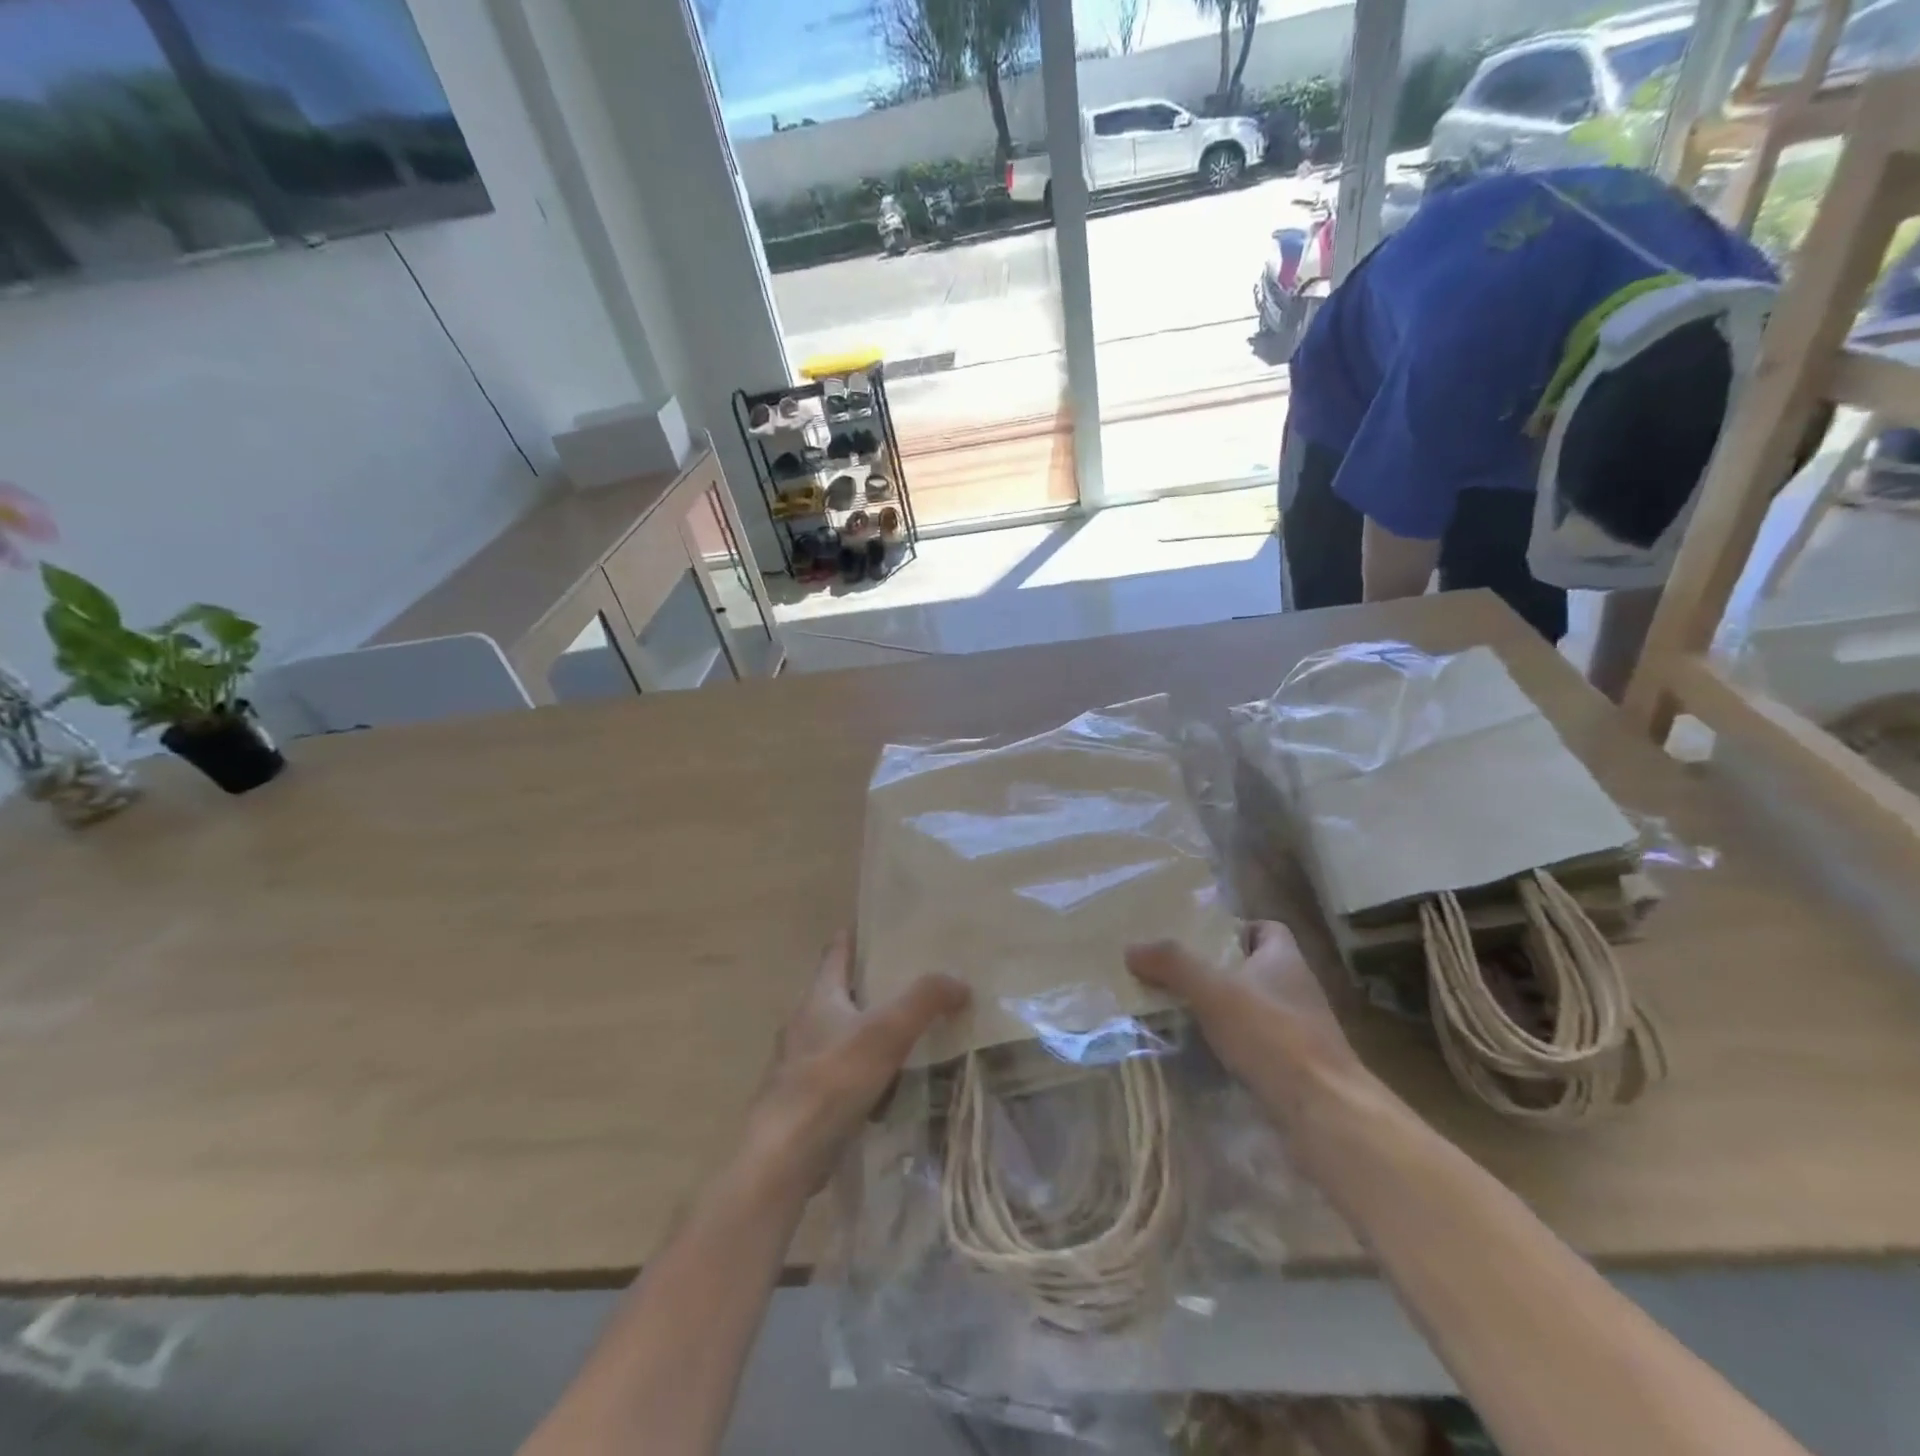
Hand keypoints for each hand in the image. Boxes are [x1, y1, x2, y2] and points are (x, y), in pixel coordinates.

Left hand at [744, 931, 967, 1196]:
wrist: (785, 1155)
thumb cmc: (832, 1080)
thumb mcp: (886, 1031)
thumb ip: (924, 1000)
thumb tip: (959, 980)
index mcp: (819, 997)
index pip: (836, 952)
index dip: (855, 937)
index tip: (879, 926)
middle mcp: (804, 1023)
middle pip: (838, 992)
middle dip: (869, 983)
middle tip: (910, 978)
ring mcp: (800, 1063)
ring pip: (839, 1033)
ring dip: (866, 1029)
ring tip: (906, 1029)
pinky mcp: (805, 1100)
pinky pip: (840, 1073)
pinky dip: (862, 1069)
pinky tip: (888, 1082)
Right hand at [1126, 921, 1365, 1125]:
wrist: (1326, 1113)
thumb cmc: (1273, 1036)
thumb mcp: (1214, 991)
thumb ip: (1173, 964)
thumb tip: (1132, 949)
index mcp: (1285, 960)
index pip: (1266, 929)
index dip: (1236, 928)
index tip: (1200, 940)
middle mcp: (1296, 990)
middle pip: (1255, 968)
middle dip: (1218, 970)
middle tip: (1175, 974)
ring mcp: (1299, 1031)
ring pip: (1254, 1008)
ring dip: (1222, 1010)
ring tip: (1178, 1012)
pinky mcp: (1295, 1067)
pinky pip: (1256, 1044)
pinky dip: (1231, 1045)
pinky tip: (1202, 1053)